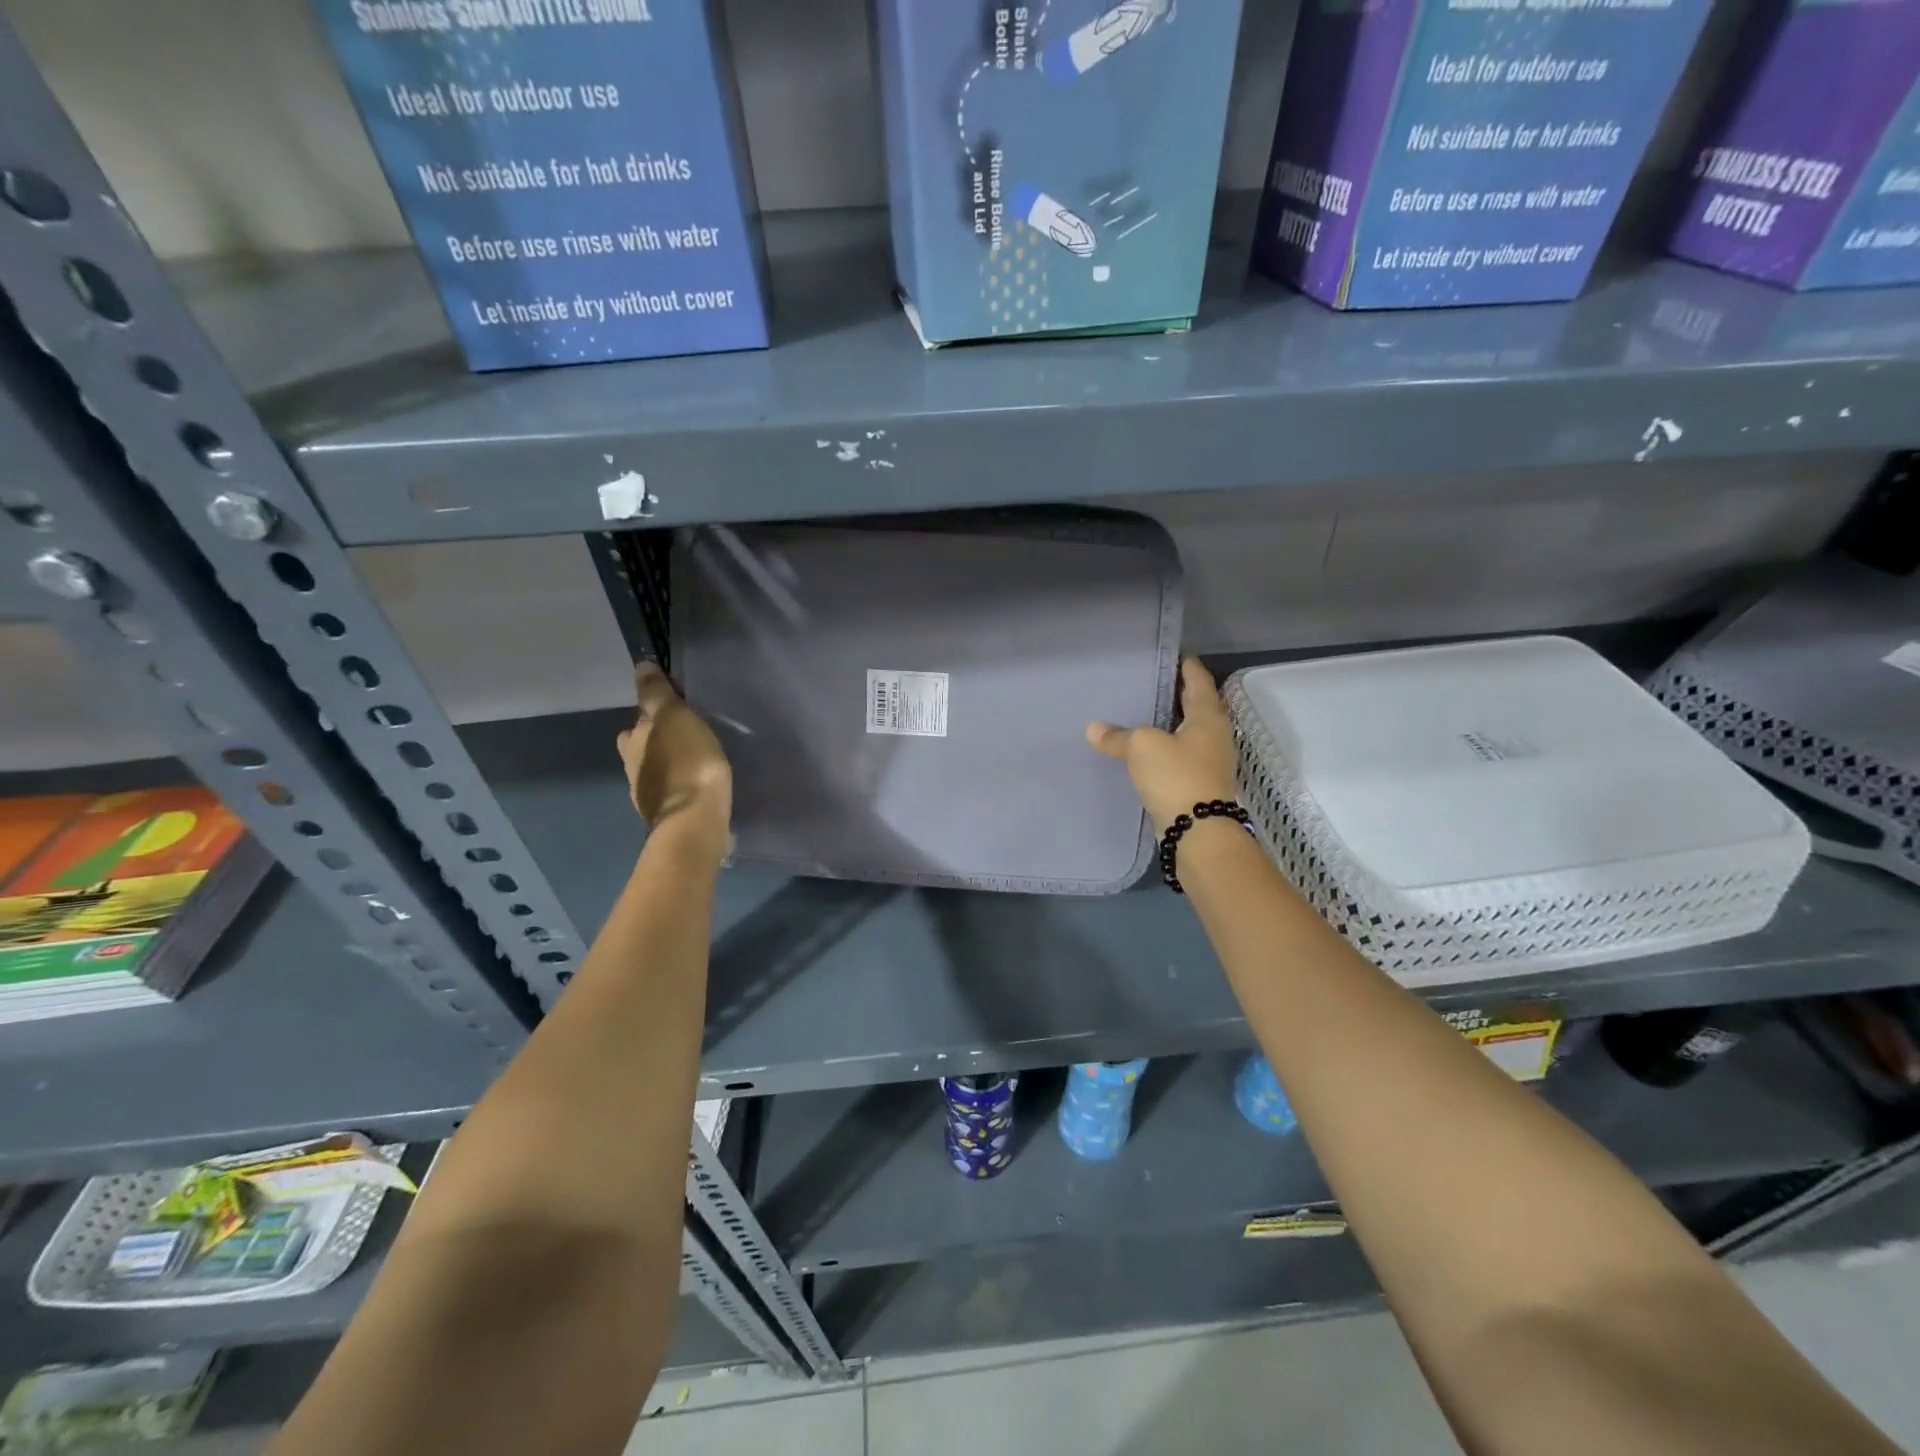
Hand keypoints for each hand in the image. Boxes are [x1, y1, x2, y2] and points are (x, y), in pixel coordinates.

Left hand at [616, 663, 731, 835]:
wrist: (695, 822)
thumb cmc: (687, 762)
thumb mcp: (675, 717)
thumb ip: (657, 693)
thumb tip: (641, 666)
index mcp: (632, 739)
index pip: (640, 715)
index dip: (657, 709)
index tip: (680, 706)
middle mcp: (632, 765)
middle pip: (644, 744)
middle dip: (660, 739)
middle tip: (690, 733)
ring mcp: (647, 794)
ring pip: (657, 769)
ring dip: (671, 763)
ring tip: (698, 758)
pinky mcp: (667, 816)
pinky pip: (673, 792)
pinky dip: (681, 786)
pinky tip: (698, 785)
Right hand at [1087, 658, 1240, 832]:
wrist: (1198, 832)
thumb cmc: (1177, 776)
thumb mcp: (1142, 747)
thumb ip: (1118, 736)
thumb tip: (1094, 730)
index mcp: (1208, 717)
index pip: (1198, 682)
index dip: (1187, 667)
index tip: (1177, 654)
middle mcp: (1214, 736)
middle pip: (1197, 707)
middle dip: (1178, 695)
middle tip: (1153, 682)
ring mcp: (1209, 762)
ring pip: (1188, 734)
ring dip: (1170, 724)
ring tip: (1144, 714)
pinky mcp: (1198, 785)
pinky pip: (1179, 757)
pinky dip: (1164, 749)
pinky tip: (1144, 751)